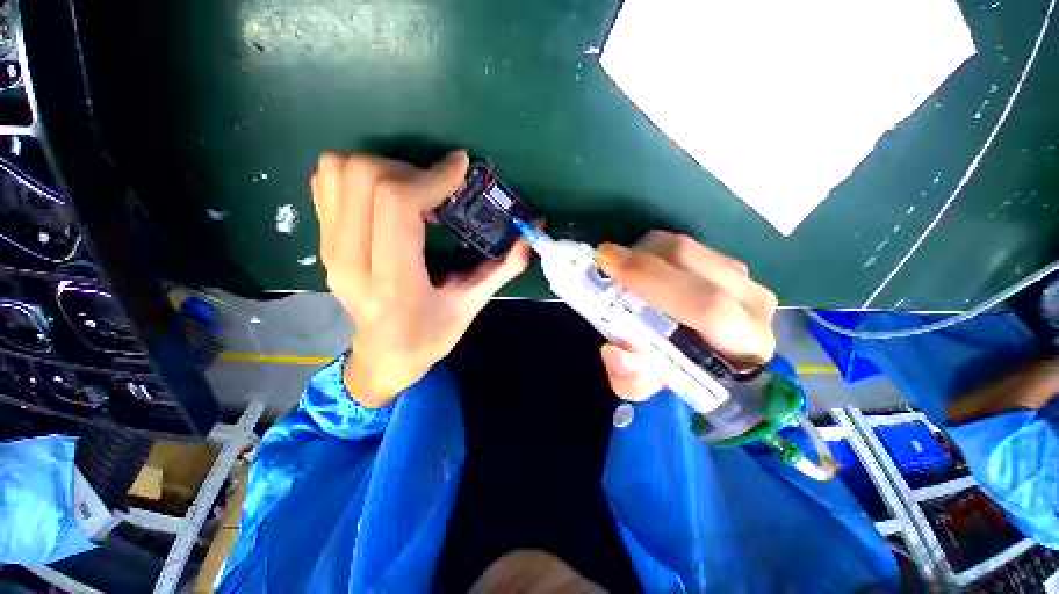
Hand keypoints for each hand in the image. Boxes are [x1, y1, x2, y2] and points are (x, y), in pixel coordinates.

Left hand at [311, 150, 530, 407]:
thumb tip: (531, 235)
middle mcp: (351, 261)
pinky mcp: (322, 243)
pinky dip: (358, 176)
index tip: (459, 168)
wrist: (383, 358)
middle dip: (409, 170)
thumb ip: (503, 268)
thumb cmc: (430, 337)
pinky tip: (387, 198)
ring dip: (381, 168)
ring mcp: (330, 250)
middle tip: (436, 189)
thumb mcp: (471, 305)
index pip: (398, 204)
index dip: (431, 176)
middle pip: (364, 177)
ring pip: (337, 171)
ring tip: (412, 192)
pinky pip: (326, 184)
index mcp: (394, 281)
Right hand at [594, 231, 777, 401]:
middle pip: (691, 261)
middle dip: (640, 259)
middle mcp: (752, 303)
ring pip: (685, 247)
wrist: (711, 358)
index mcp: (743, 344)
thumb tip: (615, 350)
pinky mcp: (729, 263)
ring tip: (623, 271)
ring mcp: (743, 277)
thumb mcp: (648, 388)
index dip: (653, 280)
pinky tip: (642, 270)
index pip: (706, 306)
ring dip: (644, 253)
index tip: (608, 265)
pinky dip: (653, 251)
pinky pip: (684, 245)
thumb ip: (631, 380)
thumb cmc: (679, 375)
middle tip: (605, 262)